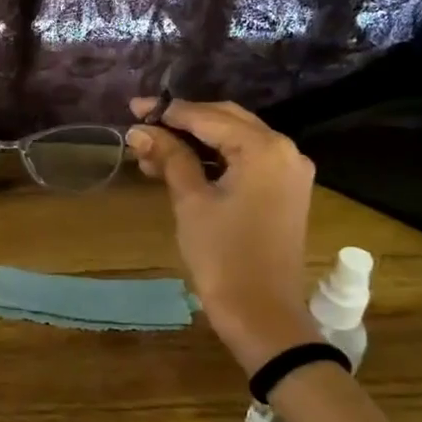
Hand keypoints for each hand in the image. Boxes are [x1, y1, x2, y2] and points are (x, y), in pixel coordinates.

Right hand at [126, 99, 321, 373]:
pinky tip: (180, 165)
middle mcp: (284, 150)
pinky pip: (246, 160)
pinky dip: (214, 159)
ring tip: (151, 150)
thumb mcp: (191, 201)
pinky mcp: (284, 191)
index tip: (133, 108)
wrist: (261, 313)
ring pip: (235, 140)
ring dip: (196, 141)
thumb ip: (169, 158)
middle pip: (226, 120)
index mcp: (264, 148)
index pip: (208, 117)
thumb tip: (140, 130)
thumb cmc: (222, 256)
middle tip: (141, 123)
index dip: (168, 112)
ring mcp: (288, 171)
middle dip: (182, 121)